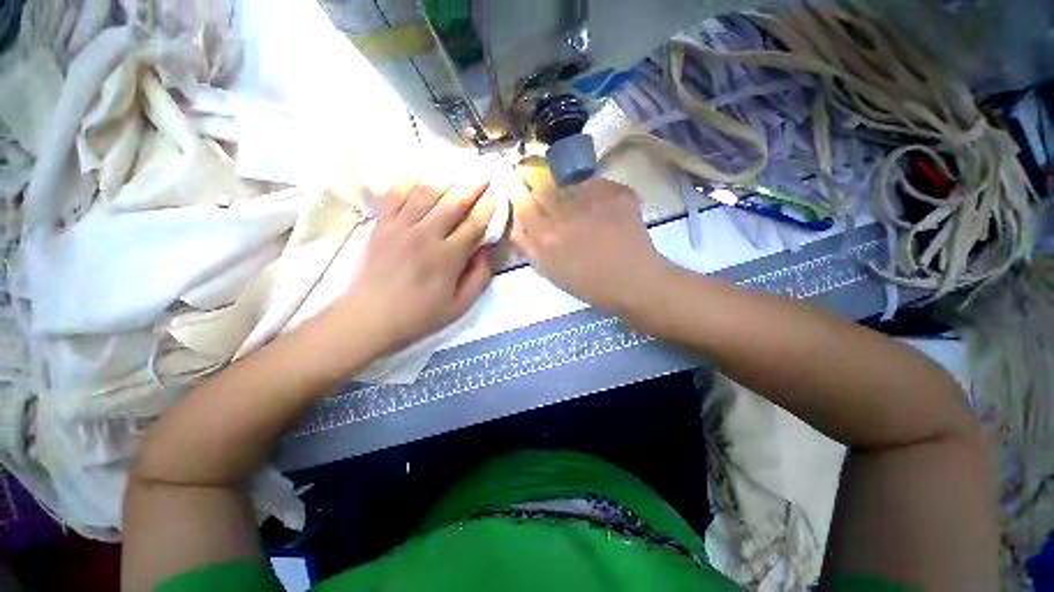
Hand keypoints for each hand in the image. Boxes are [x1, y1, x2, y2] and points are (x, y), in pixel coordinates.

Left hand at [333, 174, 495, 356]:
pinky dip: (411, 181)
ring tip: (461, 168)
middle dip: (474, 184)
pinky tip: (423, 174)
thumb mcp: (460, 305)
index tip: (500, 191)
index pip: (475, 223)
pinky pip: (396, 195)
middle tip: (487, 170)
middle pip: (454, 201)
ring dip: (447, 178)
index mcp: (448, 257)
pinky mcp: (381, 225)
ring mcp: (400, 227)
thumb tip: (487, 249)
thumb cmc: (420, 315)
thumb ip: (480, 276)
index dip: (490, 205)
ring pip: (427, 193)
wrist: (370, 317)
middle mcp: (426, 235)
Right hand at [510, 160, 669, 312]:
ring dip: (570, 190)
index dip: (520, 193)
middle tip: (551, 195)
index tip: (521, 189)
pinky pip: (597, 183)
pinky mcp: (616, 194)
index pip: (523, 203)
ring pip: (569, 183)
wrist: (634, 281)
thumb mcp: (551, 272)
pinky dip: (597, 192)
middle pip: (543, 186)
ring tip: (582, 206)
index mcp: (546, 236)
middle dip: (541, 186)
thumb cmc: (590, 284)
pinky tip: (604, 209)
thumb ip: (529, 247)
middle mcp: (565, 214)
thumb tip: (516, 224)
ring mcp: (592, 201)